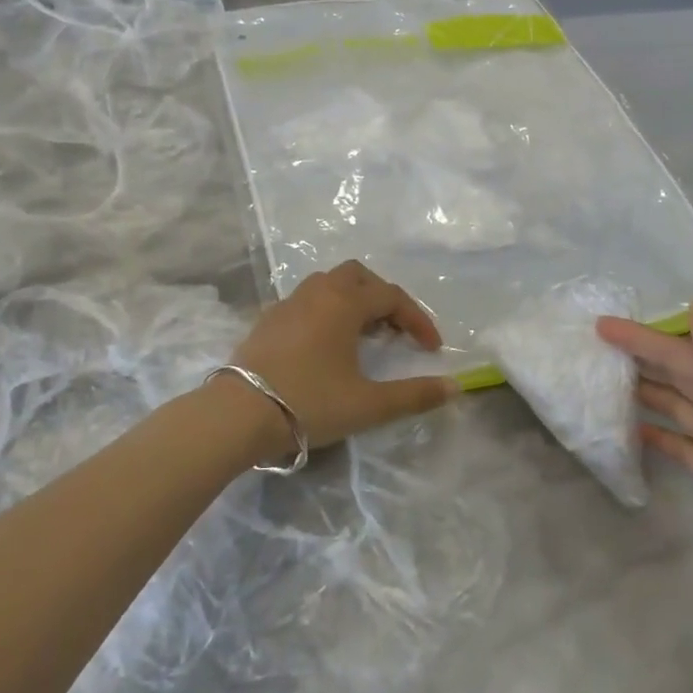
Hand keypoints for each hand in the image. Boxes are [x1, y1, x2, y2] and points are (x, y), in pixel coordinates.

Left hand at [229, 261, 456, 456]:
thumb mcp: (368, 404)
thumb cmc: (309, 403)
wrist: (238, 415)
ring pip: (328, 284)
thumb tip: (455, 388)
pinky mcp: (266, 320)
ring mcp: (287, 303)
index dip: (418, 319)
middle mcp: (316, 292)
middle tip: (394, 330)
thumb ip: (414, 395)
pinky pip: (305, 301)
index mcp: (344, 303)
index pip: (392, 297)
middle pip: (359, 277)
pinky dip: (325, 311)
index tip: (431, 348)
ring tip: (362, 335)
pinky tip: (324, 344)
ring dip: (352, 301)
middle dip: (382, 298)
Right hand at [598, 300, 692, 639]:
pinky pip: (682, 444)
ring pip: (679, 407)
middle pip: (681, 375)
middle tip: (597, 345)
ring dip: (647, 391)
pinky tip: (633, 428)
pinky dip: (660, 433)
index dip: (644, 337)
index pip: (685, 351)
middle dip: (643, 358)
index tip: (603, 324)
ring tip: (607, 379)